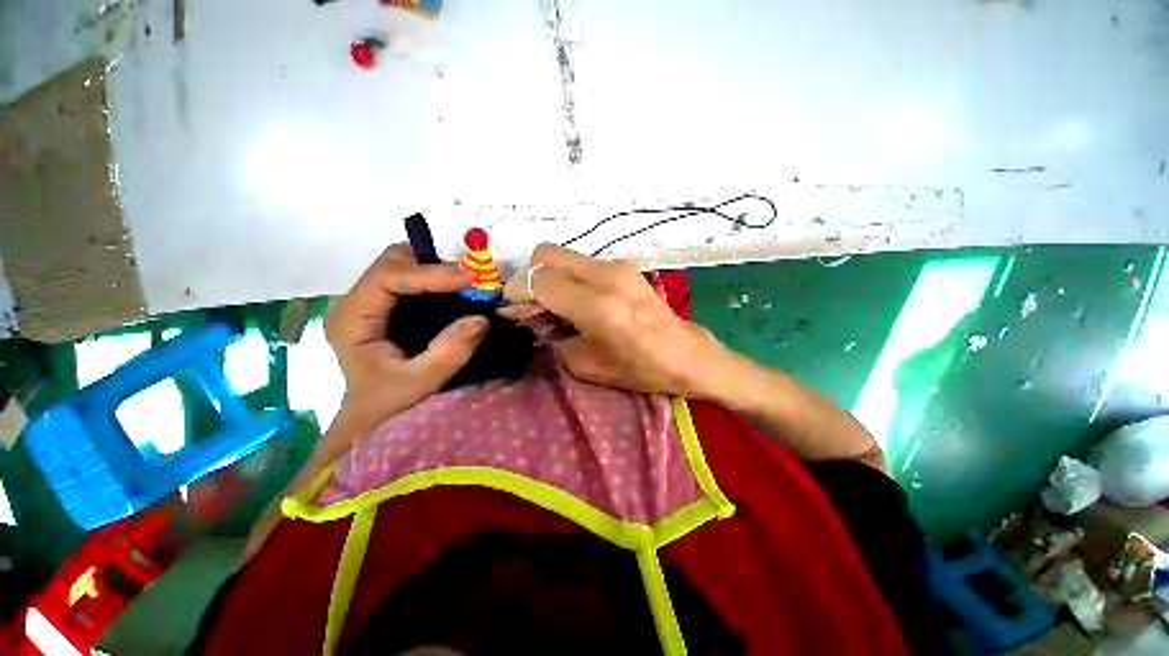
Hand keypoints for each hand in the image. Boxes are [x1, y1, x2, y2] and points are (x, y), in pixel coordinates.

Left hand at [325, 243, 488, 431]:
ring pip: (402, 265)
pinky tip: (454, 294)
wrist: (372, 416)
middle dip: (432, 265)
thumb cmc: (388, 403)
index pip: (387, 277)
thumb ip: (449, 352)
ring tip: (465, 288)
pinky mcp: (384, 306)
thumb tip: (480, 318)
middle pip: (392, 262)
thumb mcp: (420, 382)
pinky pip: (411, 278)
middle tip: (468, 283)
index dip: (429, 272)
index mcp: (352, 319)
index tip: (468, 279)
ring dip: (436, 270)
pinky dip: (436, 280)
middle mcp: (356, 302)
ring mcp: (369, 302)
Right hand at [499, 245, 732, 398]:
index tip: (512, 309)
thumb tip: (533, 321)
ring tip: (554, 305)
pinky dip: (569, 277)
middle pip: (545, 254)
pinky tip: (577, 300)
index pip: (539, 280)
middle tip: (531, 305)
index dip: (517, 293)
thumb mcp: (586, 365)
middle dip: (529, 277)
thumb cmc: (639, 368)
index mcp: (596, 305)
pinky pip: (582, 263)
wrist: (685, 354)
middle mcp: (605, 276)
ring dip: (550, 276)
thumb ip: (553, 338)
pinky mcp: (624, 266)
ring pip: (563, 256)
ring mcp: (616, 266)